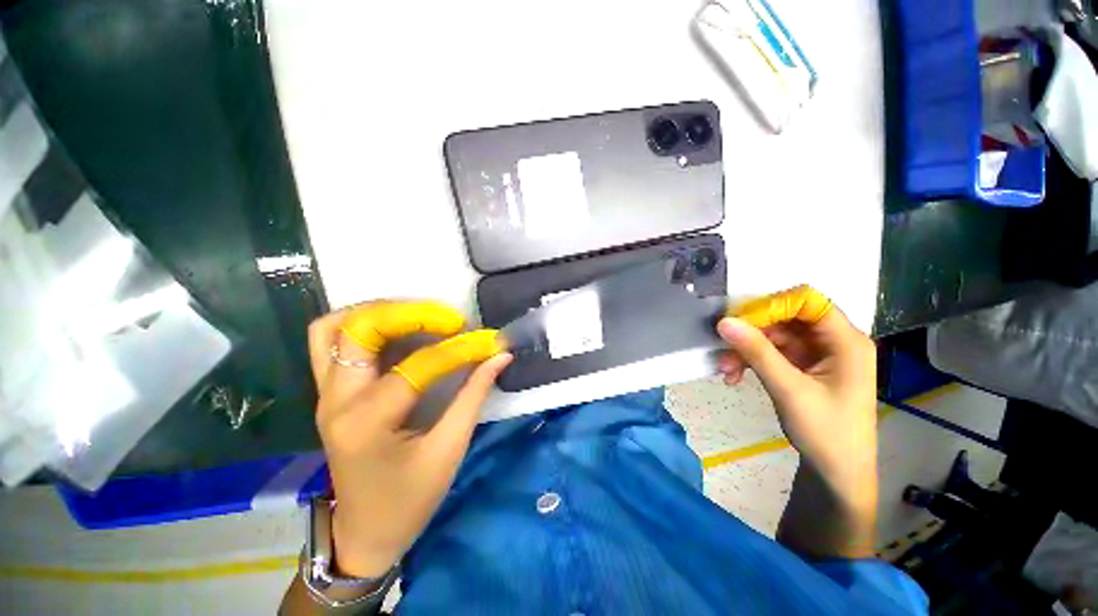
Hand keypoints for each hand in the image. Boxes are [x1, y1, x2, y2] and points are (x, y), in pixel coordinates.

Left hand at [307, 301, 511, 577]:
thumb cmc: (409, 501)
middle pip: (360, 330)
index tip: (488, 341)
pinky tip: (396, 328)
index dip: (459, 349)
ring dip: (377, 311)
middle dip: (409, 314)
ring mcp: (325, 395)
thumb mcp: (448, 450)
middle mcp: (336, 401)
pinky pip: (332, 342)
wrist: (364, 534)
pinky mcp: (329, 394)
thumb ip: (474, 396)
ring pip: (333, 329)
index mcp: (367, 422)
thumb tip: (500, 356)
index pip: (417, 366)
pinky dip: (363, 325)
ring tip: (419, 314)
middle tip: (448, 318)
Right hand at [716, 286, 877, 556]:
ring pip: (774, 335)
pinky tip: (735, 376)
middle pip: (786, 318)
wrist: (836, 472)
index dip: (773, 305)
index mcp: (845, 341)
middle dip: (752, 332)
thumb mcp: (789, 390)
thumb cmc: (826, 432)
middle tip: (725, 347)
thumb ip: (757, 352)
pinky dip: (751, 360)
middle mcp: (833, 341)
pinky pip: (772, 352)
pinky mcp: (803, 366)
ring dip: (746, 349)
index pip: (808, 301)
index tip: (741, 321)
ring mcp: (817, 354)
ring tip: (726, 369)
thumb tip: (724, 322)